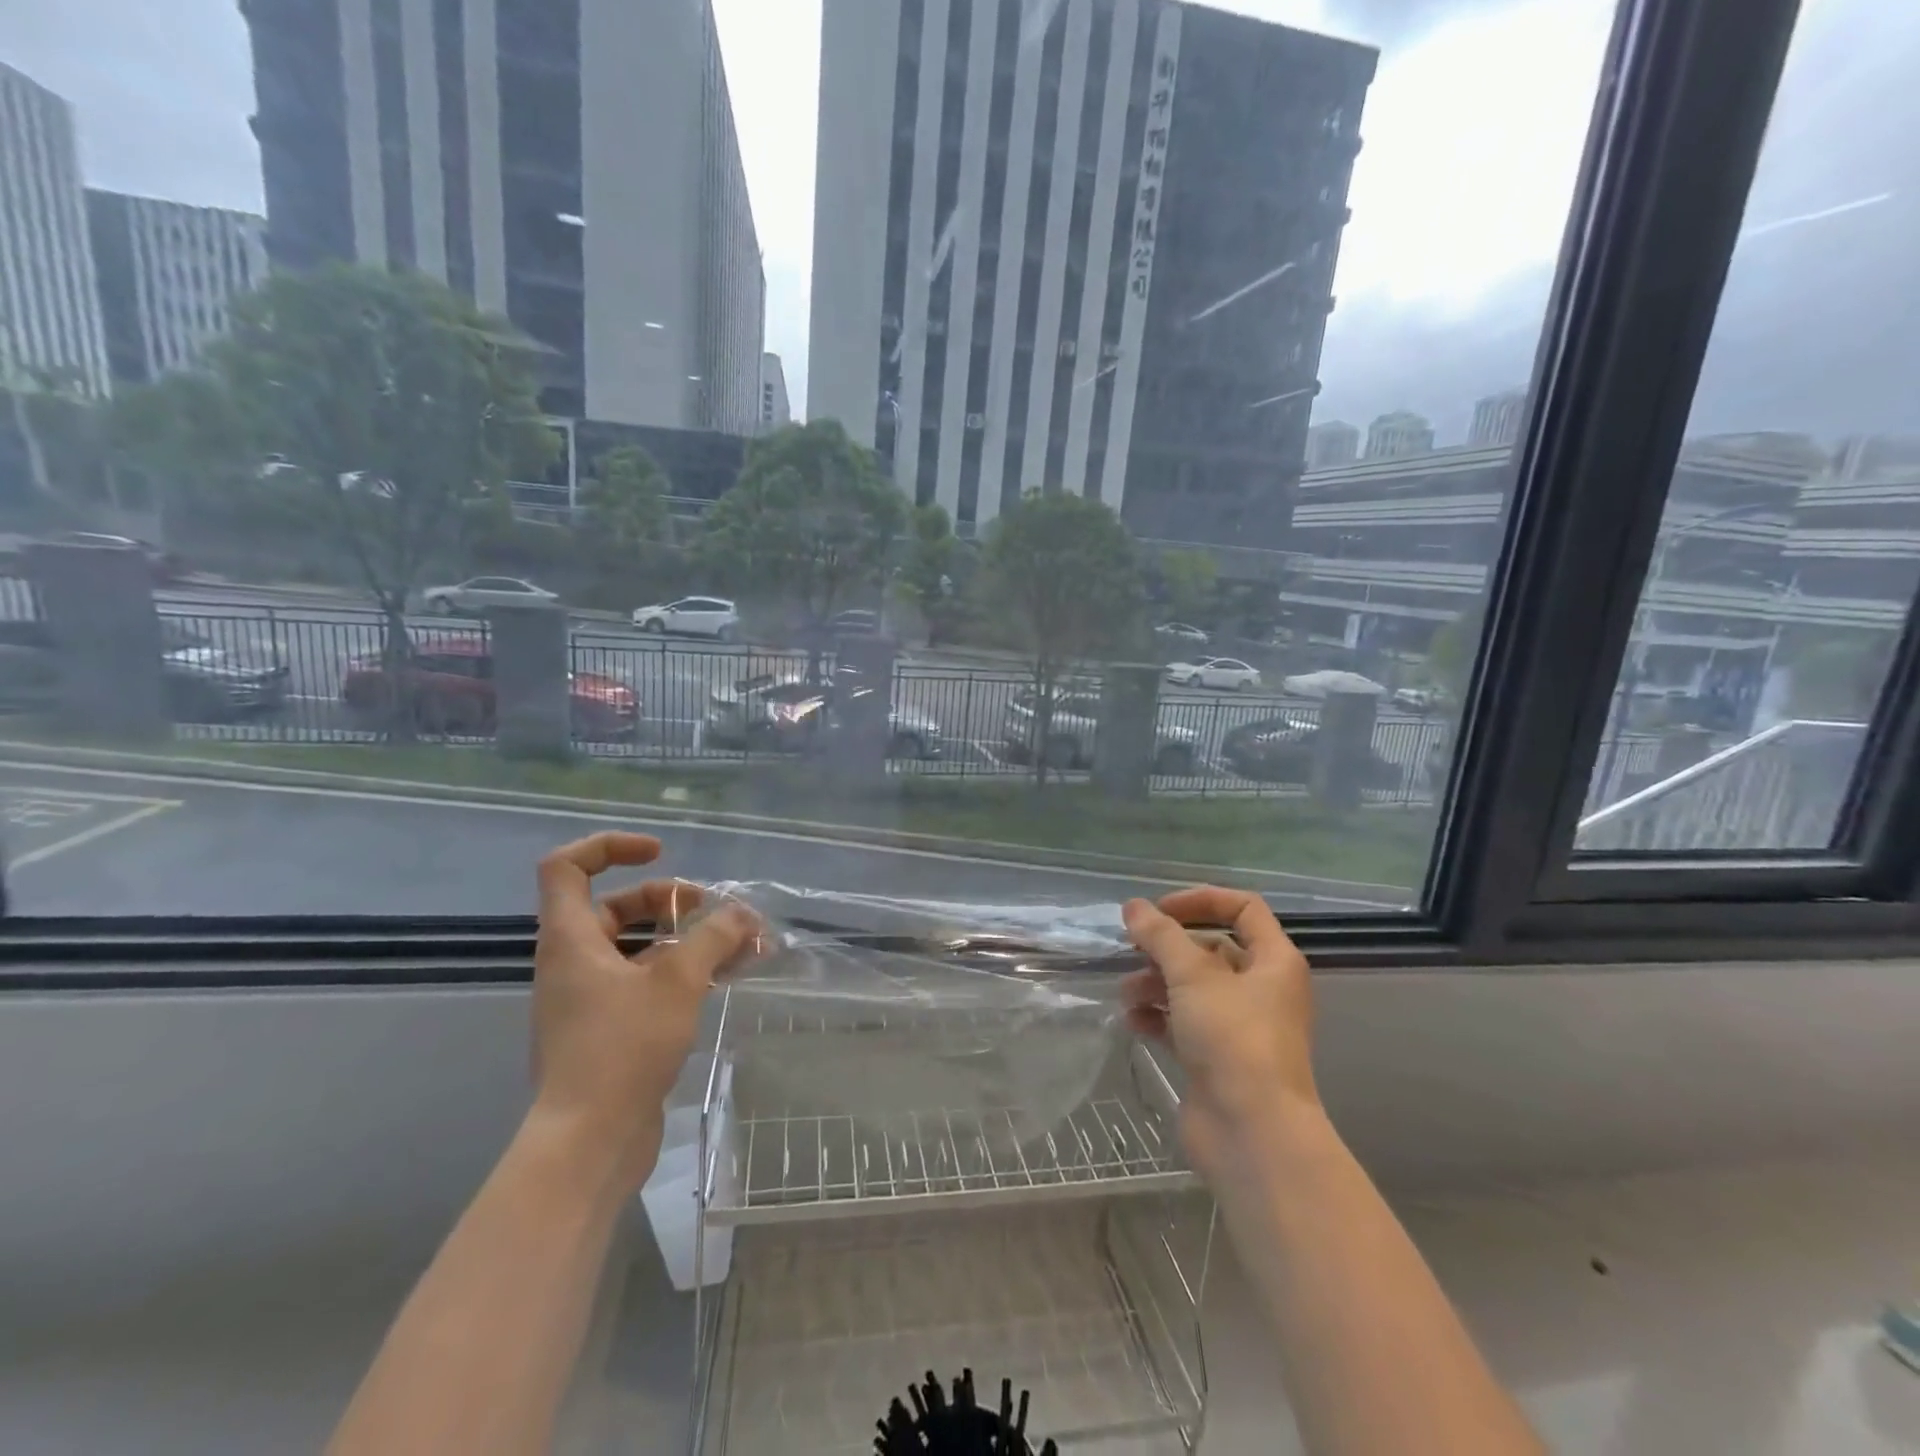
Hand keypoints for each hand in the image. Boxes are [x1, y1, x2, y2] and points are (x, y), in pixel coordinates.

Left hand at [530, 832, 760, 1189]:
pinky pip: (646, 982)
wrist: (588, 1143)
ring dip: (685, 938)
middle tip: (710, 910)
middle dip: (667, 899)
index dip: (611, 846)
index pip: (568, 866)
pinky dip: (682, 972)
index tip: (660, 853)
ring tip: (738, 944)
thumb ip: (714, 937)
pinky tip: (726, 978)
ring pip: (637, 947)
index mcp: (572, 939)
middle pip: (614, 906)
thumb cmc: (623, 1048)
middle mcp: (573, 962)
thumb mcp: (678, 980)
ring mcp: (589, 999)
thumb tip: (742, 913)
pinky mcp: (609, 1030)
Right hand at [1121, 887, 1319, 1178]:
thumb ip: (1159, 935)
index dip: (1201, 900)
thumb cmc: (1233, 1039)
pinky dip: (1158, 1017)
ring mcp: (1239, 1027)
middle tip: (1131, 951)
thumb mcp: (1192, 976)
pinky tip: (1134, 1021)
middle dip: (1168, 949)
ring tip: (1127, 993)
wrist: (1252, 1134)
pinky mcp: (1217, 1059)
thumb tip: (1133, 907)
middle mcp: (1262, 990)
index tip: (1160, 910)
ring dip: (1156, 983)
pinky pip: (1183, 1024)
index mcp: (1274, 961)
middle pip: (1211, 950)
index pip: (1243, 909)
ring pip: (1193, 988)